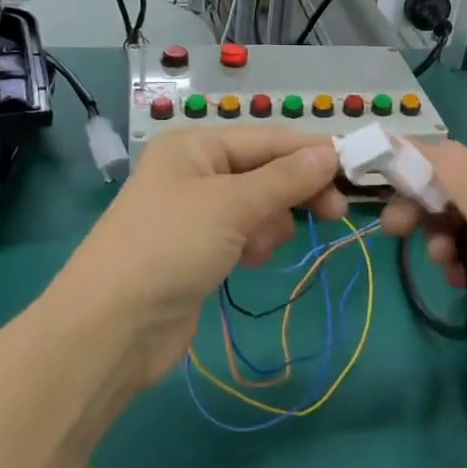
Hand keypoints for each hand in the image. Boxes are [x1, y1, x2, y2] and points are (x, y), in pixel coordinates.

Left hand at [56, 128, 346, 386]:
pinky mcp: (198, 250)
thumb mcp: (232, 206)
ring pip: (259, 205)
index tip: (355, 171)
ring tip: (256, 249)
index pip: (268, 139)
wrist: (111, 329)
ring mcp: (195, 213)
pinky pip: (243, 234)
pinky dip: (254, 243)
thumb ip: (285, 179)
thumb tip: (329, 153)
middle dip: (295, 192)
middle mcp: (195, 171)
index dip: (311, 153)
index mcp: (195, 146)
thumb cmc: (170, 248)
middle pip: (266, 171)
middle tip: (335, 214)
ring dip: (270, 224)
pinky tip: (247, 262)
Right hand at [381, 140, 466, 459]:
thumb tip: (435, 145)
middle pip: (459, 194)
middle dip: (424, 204)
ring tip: (437, 262)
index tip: (378, 179)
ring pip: (459, 227)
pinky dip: (451, 262)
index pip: (463, 165)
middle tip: (393, 229)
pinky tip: (451, 281)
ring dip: (437, 234)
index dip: (420, 166)